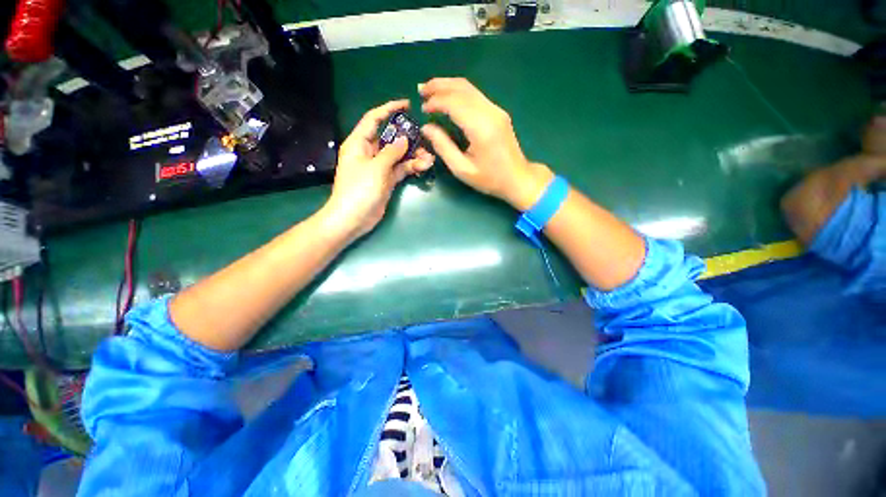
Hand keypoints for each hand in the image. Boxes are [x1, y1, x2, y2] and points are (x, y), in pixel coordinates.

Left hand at [322, 100, 434, 240]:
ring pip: (398, 155)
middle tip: (425, 138)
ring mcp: (379, 167)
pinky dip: (411, 167)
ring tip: (429, 158)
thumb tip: (405, 139)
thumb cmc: (359, 190)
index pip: (374, 119)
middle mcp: (369, 152)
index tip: (407, 105)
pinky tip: (424, 166)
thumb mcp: (376, 167)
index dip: (389, 109)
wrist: (353, 218)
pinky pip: (401, 169)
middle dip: (408, 137)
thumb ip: (392, 152)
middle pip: (390, 138)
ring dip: (413, 155)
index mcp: (359, 143)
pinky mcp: (387, 180)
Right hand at [419, 78, 552, 210]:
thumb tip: (427, 128)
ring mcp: (496, 110)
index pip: (454, 102)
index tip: (422, 108)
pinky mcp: (498, 112)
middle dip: (439, 86)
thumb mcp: (462, 169)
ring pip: (469, 88)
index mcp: (481, 128)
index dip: (436, 101)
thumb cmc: (489, 179)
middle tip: (421, 90)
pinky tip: (448, 99)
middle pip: (462, 88)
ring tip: (430, 90)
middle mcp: (490, 113)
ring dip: (448, 86)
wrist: (518, 178)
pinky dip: (458, 93)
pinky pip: (475, 95)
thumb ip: (443, 147)